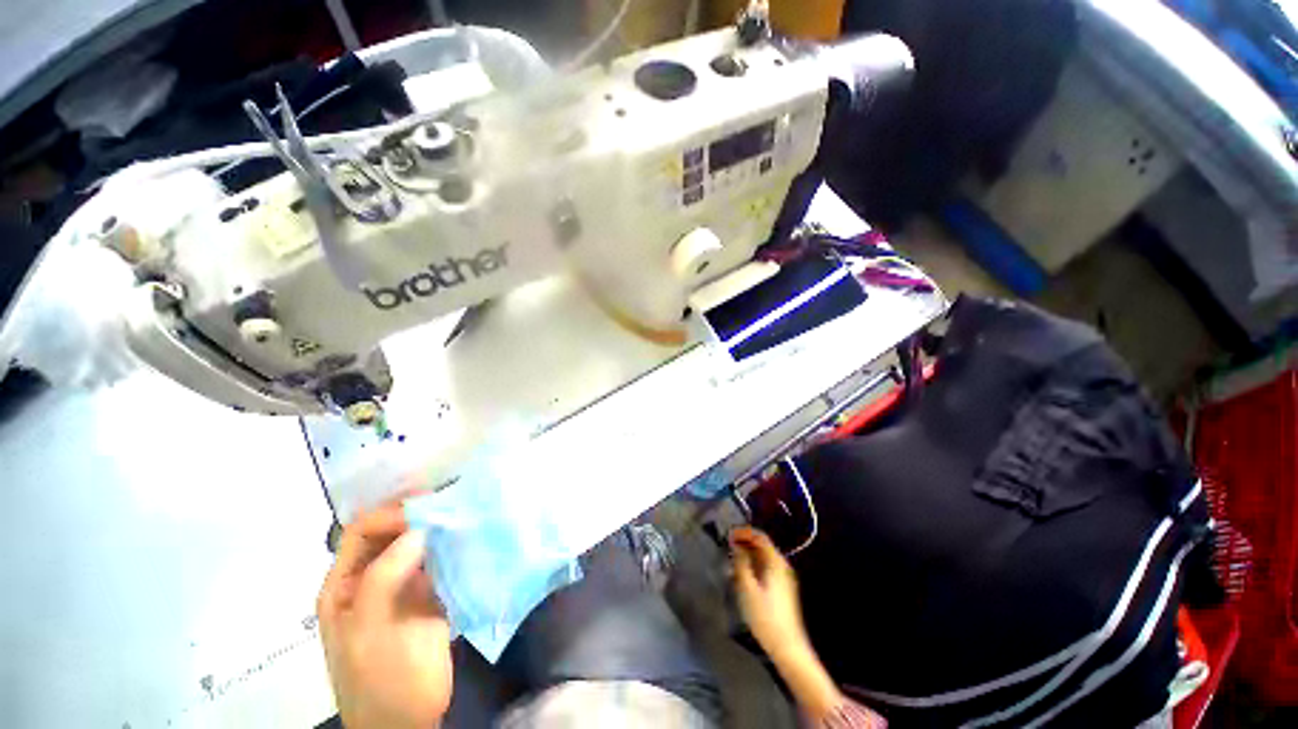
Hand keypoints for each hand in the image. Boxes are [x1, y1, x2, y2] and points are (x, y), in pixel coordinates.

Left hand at [318, 503, 451, 728]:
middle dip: (417, 515)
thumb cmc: (379, 680)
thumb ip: (383, 578)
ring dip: (438, 529)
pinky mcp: (430, 596)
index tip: (426, 510)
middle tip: (451, 502)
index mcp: (345, 585)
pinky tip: (470, 539)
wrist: (409, 721)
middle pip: (391, 533)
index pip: (362, 532)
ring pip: (417, 545)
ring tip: (465, 513)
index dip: (390, 515)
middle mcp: (372, 579)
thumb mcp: (369, 631)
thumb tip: (418, 530)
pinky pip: (439, 563)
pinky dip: (452, 548)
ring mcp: (402, 588)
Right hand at [730, 526, 808, 657]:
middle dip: (745, 543)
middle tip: (727, 546)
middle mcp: (782, 566)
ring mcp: (784, 578)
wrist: (788, 648)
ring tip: (731, 560)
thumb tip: (736, 545)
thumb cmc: (765, 616)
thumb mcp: (747, 588)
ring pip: (764, 558)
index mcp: (776, 562)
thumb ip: (741, 563)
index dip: (744, 532)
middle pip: (763, 546)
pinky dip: (753, 566)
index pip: (760, 537)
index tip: (728, 534)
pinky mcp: (782, 590)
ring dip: (748, 555)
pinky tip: (741, 576)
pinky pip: (766, 569)